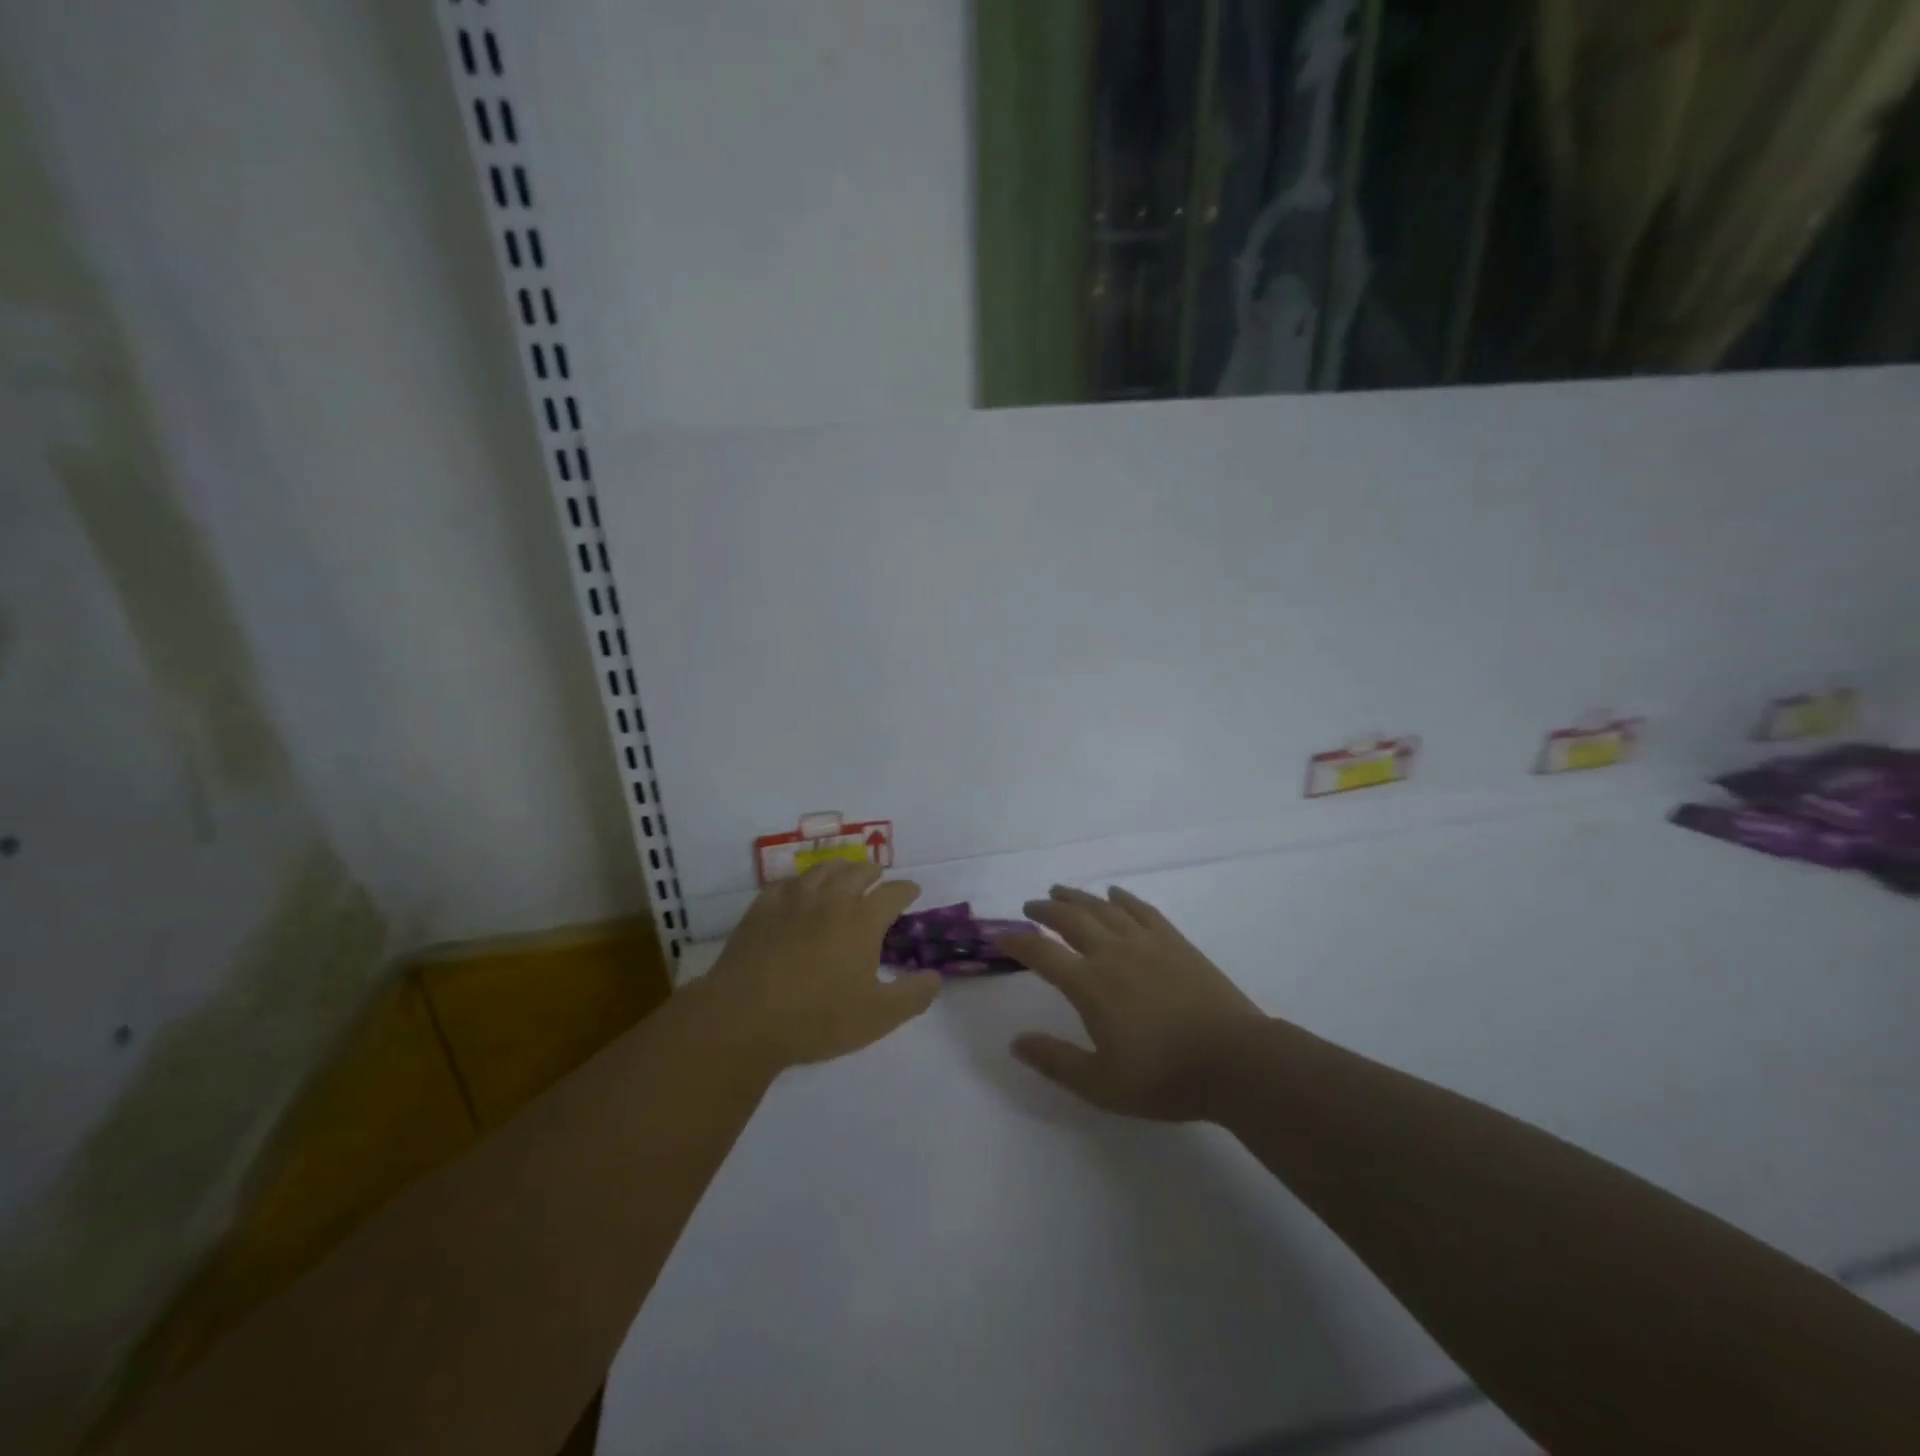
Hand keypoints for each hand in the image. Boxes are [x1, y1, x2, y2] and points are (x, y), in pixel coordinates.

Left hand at [705, 860, 939, 1070]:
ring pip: (821, 870)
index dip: (906, 890)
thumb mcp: (877, 1017)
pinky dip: (800, 882)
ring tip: (844, 872)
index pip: (892, 893)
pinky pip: (786, 884)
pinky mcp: (761, 909)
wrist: (743, 1019)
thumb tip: (936, 977)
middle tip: (878, 876)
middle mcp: (830, 900)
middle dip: (872, 872)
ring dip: (839, 868)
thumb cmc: (816, 1019)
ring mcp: (793, 901)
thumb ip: (913, 996)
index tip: (912, 891)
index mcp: (862, 921)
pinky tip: (798, 890)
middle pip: (857, 873)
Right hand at [996, 885, 1263, 1120]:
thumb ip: (1055, 1061)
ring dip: (1077, 897)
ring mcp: (1146, 943)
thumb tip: (1016, 1042)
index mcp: (1090, 985)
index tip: (999, 936)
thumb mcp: (1101, 1084)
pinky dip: (1123, 898)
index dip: (1016, 942)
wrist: (1236, 1061)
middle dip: (1044, 910)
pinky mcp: (1175, 942)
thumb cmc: (1165, 1077)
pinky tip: (1115, 894)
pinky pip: (1141, 910)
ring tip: (1060, 891)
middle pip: (1070, 919)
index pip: (1041, 954)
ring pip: (1103, 908)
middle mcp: (1112, 953)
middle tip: (1030, 907)